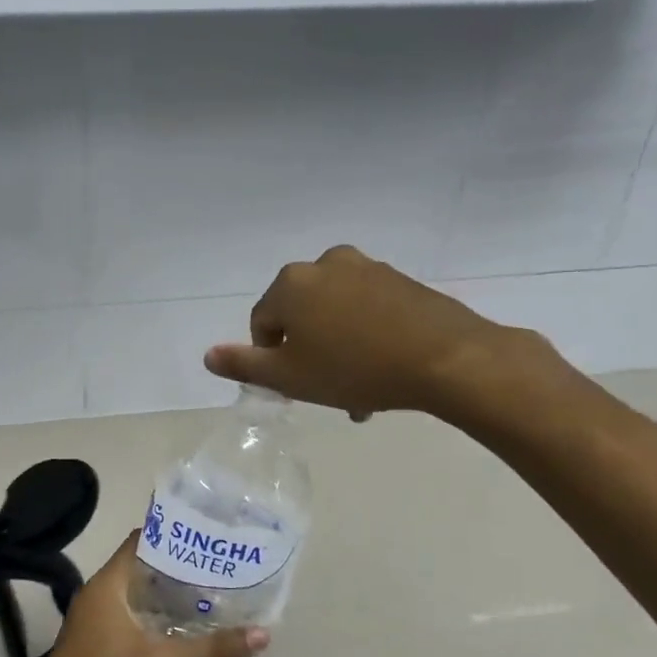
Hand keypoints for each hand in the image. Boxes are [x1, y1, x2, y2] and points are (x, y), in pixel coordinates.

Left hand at [13, 534, 266, 656]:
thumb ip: (209, 649)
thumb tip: (262, 634)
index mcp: (107, 585)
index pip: (140, 541)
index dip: (172, 534)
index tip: (208, 535)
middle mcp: (98, 593)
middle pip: (141, 565)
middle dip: (177, 564)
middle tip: (218, 565)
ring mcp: (94, 618)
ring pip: (136, 591)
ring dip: (167, 591)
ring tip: (210, 591)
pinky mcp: (96, 640)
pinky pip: (130, 612)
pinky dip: (155, 613)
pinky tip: (182, 627)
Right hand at [203, 245, 538, 420]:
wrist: (448, 359)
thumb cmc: (356, 369)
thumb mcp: (290, 377)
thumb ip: (244, 365)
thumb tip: (208, 355)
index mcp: (292, 283)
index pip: (263, 324)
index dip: (272, 359)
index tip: (296, 386)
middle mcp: (325, 264)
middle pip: (301, 317)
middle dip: (308, 355)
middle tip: (327, 392)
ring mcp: (367, 268)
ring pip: (335, 315)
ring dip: (337, 349)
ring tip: (359, 390)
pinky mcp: (402, 280)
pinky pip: (367, 310)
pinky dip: (366, 336)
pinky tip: (383, 369)